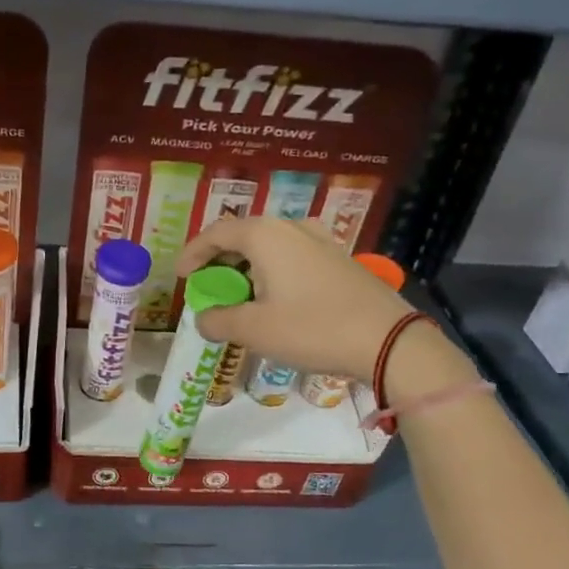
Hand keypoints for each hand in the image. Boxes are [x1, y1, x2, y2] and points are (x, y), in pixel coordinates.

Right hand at [175, 218, 411, 380]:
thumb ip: (219, 321)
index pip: (216, 232)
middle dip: (220, 260)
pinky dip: (273, 272)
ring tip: (239, 295)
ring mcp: (320, 241)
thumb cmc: (312, 329)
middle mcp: (292, 228)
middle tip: (207, 285)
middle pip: (243, 235)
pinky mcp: (339, 259)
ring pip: (270, 246)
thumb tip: (203, 319)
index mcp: (266, 235)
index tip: (180, 276)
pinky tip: (275, 299)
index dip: (192, 253)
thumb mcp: (255, 330)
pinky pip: (293, 257)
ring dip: (247, 267)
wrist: (388, 340)